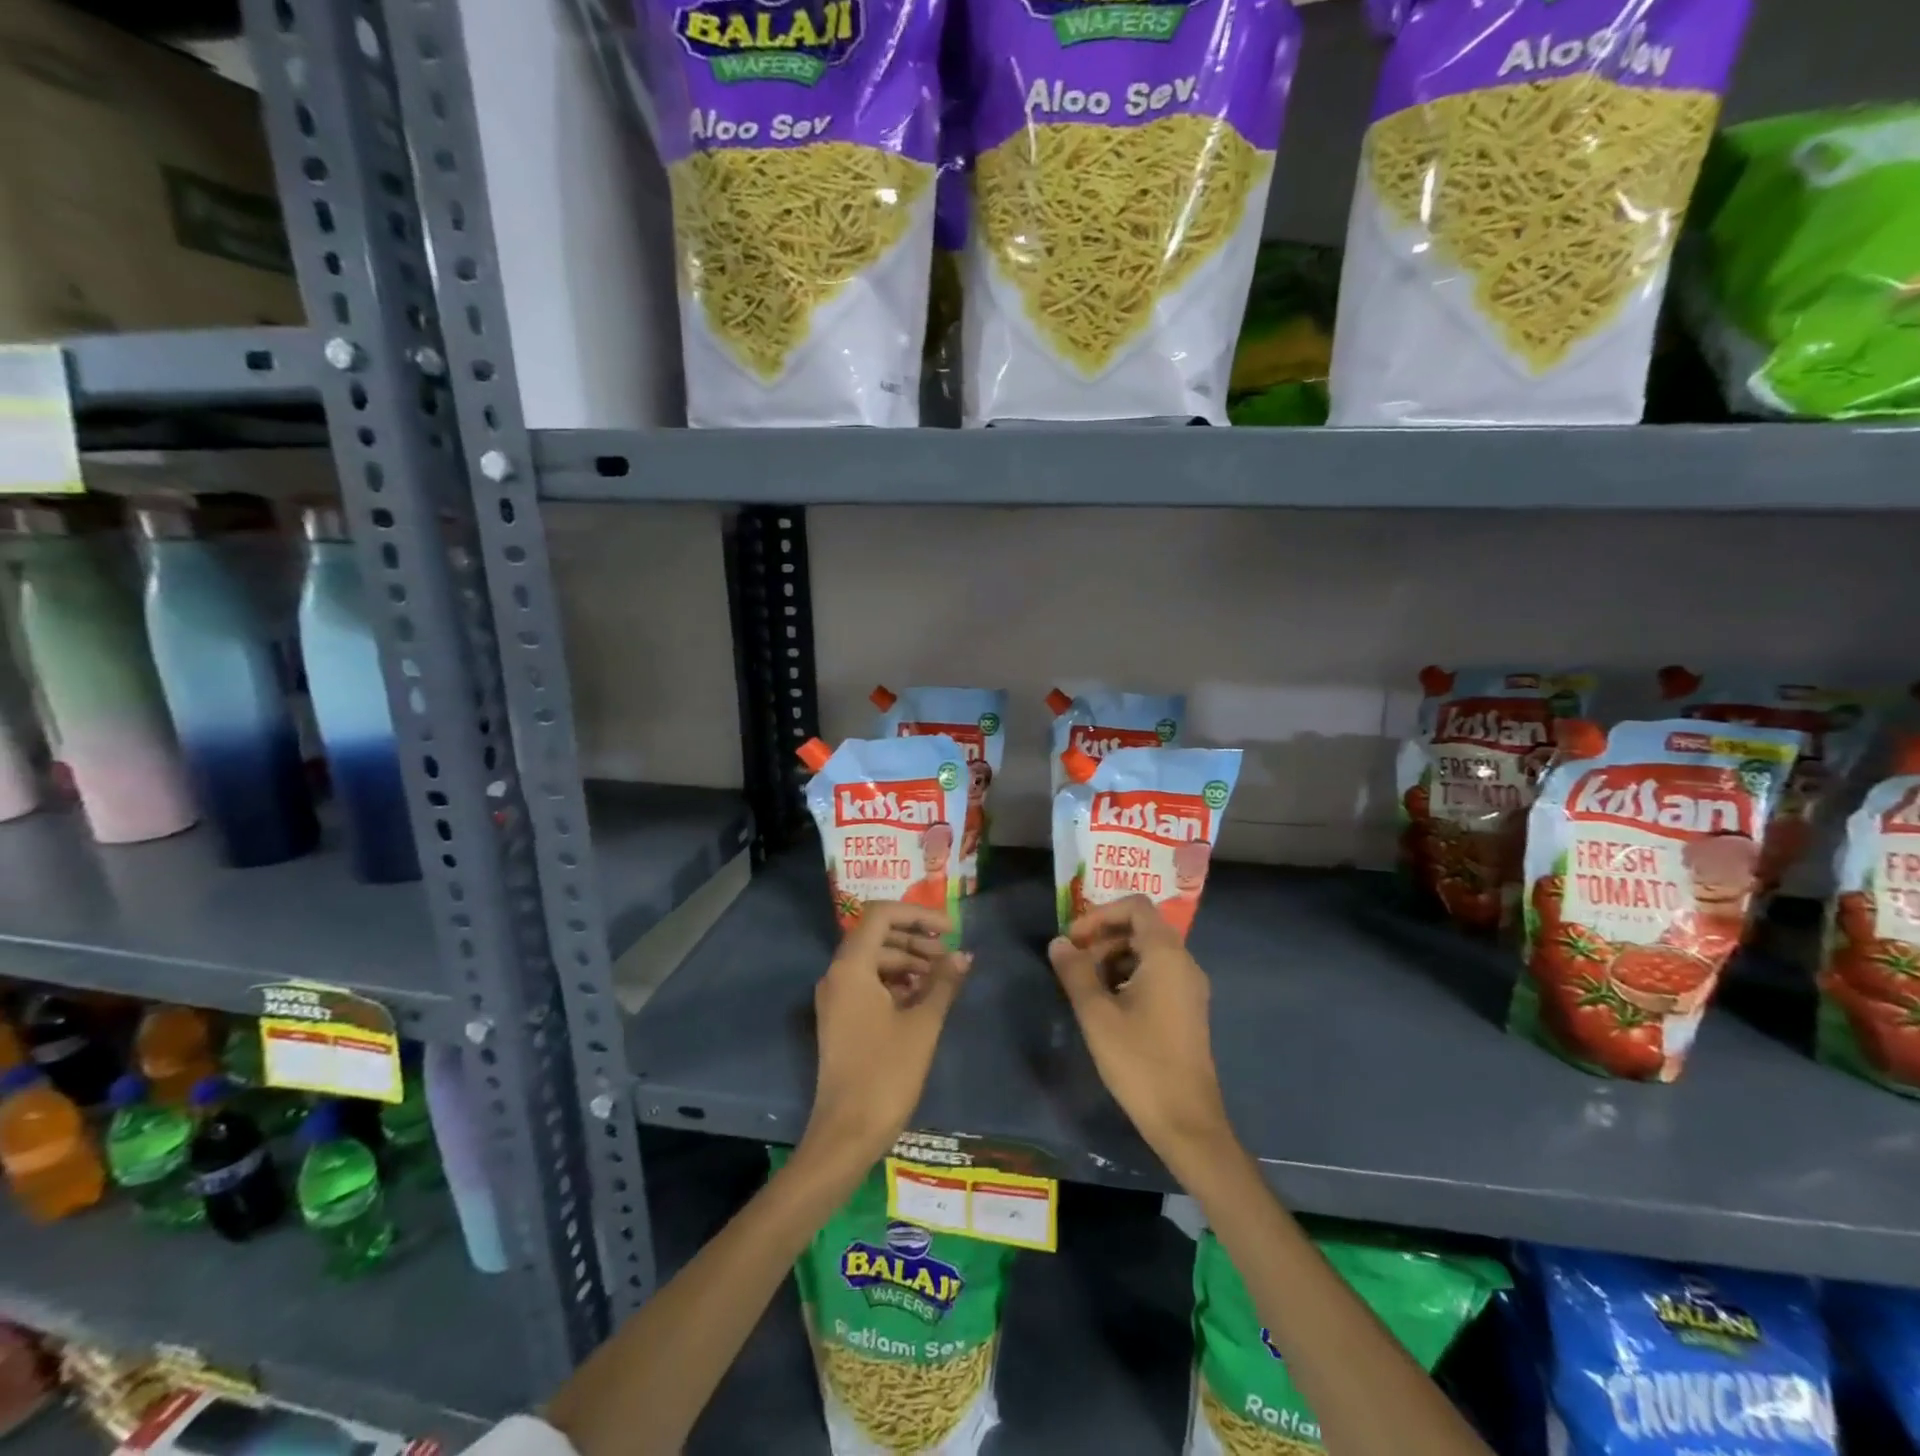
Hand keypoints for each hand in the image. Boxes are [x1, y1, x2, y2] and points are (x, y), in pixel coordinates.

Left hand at [801, 902, 972, 1174]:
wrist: (846, 1135)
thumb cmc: (886, 1074)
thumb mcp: (923, 1025)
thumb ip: (944, 983)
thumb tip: (964, 956)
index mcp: (851, 966)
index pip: (882, 915)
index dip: (918, 915)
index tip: (950, 930)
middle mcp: (837, 974)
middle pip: (878, 935)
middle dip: (916, 940)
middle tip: (951, 957)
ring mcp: (836, 998)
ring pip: (875, 961)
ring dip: (909, 962)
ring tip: (943, 979)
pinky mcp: (841, 1019)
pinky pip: (869, 984)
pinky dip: (896, 983)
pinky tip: (924, 998)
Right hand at [1049, 897, 1233, 1171]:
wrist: (1186, 1122)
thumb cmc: (1140, 1062)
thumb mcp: (1097, 1014)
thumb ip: (1075, 972)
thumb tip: (1058, 943)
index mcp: (1166, 955)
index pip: (1135, 907)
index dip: (1100, 914)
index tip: (1073, 939)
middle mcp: (1184, 963)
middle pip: (1141, 928)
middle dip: (1103, 937)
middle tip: (1073, 965)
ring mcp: (1189, 987)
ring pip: (1147, 952)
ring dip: (1112, 958)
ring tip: (1085, 987)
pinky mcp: (1187, 1009)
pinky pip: (1156, 974)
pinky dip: (1128, 976)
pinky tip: (1107, 1006)